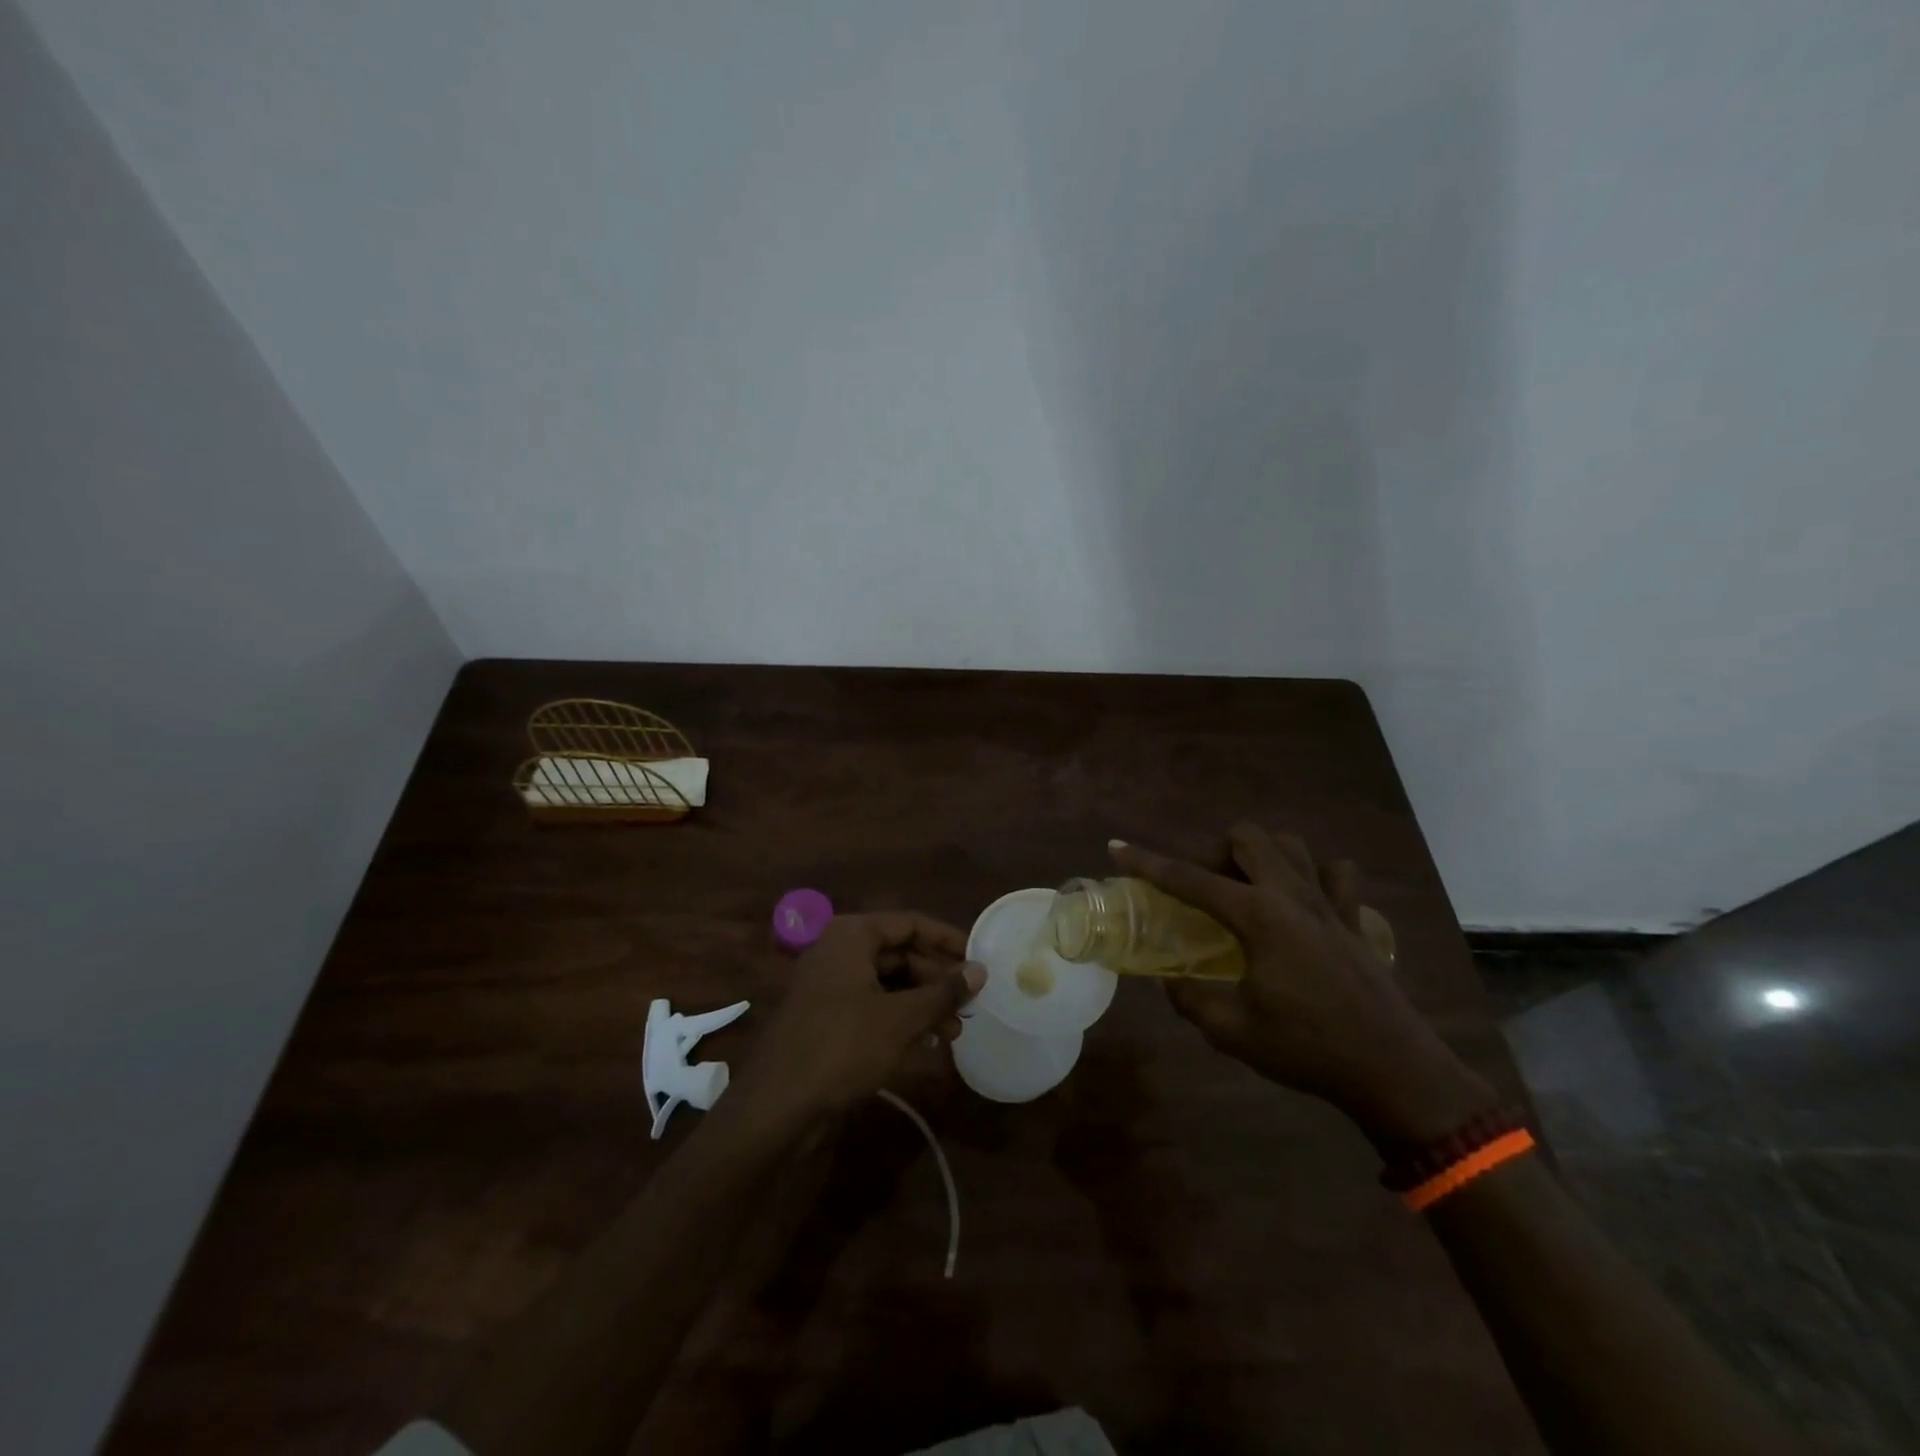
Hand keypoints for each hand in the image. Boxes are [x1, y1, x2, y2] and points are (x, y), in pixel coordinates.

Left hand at [735, 912, 983, 1124]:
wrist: (777, 1105)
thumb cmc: (843, 1047)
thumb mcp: (902, 1019)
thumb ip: (943, 992)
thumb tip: (980, 969)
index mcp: (852, 935)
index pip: (910, 923)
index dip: (948, 940)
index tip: (979, 960)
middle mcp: (838, 951)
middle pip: (900, 953)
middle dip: (937, 979)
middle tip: (971, 1003)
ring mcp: (829, 985)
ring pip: (888, 983)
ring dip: (923, 1003)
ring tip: (956, 1030)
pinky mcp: (826, 1017)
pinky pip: (872, 1006)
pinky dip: (901, 1019)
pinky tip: (928, 1042)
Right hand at [1113, 827, 1492, 1144]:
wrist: (1393, 1071)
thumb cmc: (1307, 1048)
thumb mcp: (1232, 1031)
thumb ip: (1191, 999)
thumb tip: (1171, 983)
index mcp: (1258, 916)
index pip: (1189, 878)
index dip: (1148, 863)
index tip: (1117, 849)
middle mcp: (1292, 895)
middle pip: (1248, 838)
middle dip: (1216, 852)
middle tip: (1206, 890)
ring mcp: (1330, 903)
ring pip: (1292, 846)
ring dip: (1262, 856)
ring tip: (1248, 891)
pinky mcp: (1355, 920)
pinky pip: (1337, 875)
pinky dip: (1315, 876)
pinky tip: (1303, 902)